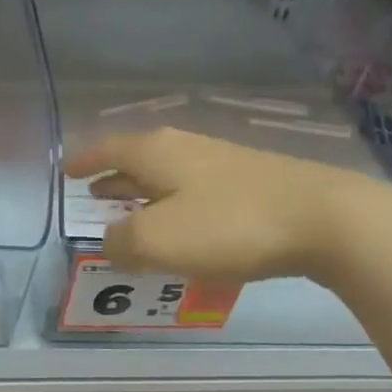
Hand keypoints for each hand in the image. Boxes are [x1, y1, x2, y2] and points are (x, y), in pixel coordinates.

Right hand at [65, 128, 391, 284]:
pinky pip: (196, 190)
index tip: (65, 171)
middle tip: (93, 193)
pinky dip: (175, 204)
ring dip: (144, 192)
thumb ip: (121, 243)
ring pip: (168, 174)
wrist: (325, 219)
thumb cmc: (230, 225)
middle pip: (138, 159)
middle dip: (113, 177)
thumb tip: (111, 243)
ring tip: (131, 210)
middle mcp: (186, 148)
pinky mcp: (252, 183)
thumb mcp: (158, 240)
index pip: (107, 149)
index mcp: (156, 153)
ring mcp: (222, 162)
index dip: (84, 161)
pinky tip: (185, 227)